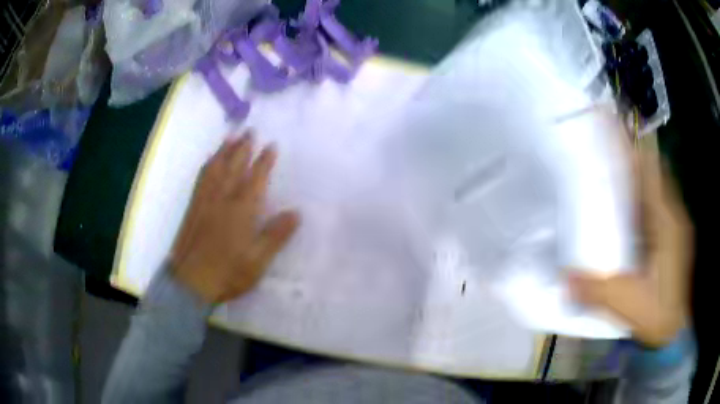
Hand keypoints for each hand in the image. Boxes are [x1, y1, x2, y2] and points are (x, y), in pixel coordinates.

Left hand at [170, 131, 298, 303]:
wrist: (191, 281)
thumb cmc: (228, 273)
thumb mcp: (258, 260)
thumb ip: (276, 235)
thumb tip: (296, 212)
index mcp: (242, 210)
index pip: (255, 178)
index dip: (264, 161)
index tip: (271, 145)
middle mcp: (223, 199)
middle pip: (234, 166)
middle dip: (243, 147)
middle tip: (250, 131)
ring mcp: (205, 202)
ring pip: (216, 169)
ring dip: (224, 151)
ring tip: (230, 137)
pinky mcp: (193, 208)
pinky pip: (201, 179)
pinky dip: (208, 166)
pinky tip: (210, 161)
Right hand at [568, 145, 692, 347]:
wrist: (674, 331)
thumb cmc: (657, 314)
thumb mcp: (626, 304)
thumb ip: (597, 290)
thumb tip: (565, 278)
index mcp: (666, 223)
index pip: (649, 171)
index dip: (630, 146)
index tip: (611, 122)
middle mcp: (673, 216)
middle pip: (653, 171)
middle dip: (631, 152)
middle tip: (606, 143)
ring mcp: (674, 225)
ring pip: (655, 186)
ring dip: (637, 173)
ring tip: (614, 167)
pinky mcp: (671, 237)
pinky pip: (656, 204)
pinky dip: (642, 196)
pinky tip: (628, 207)